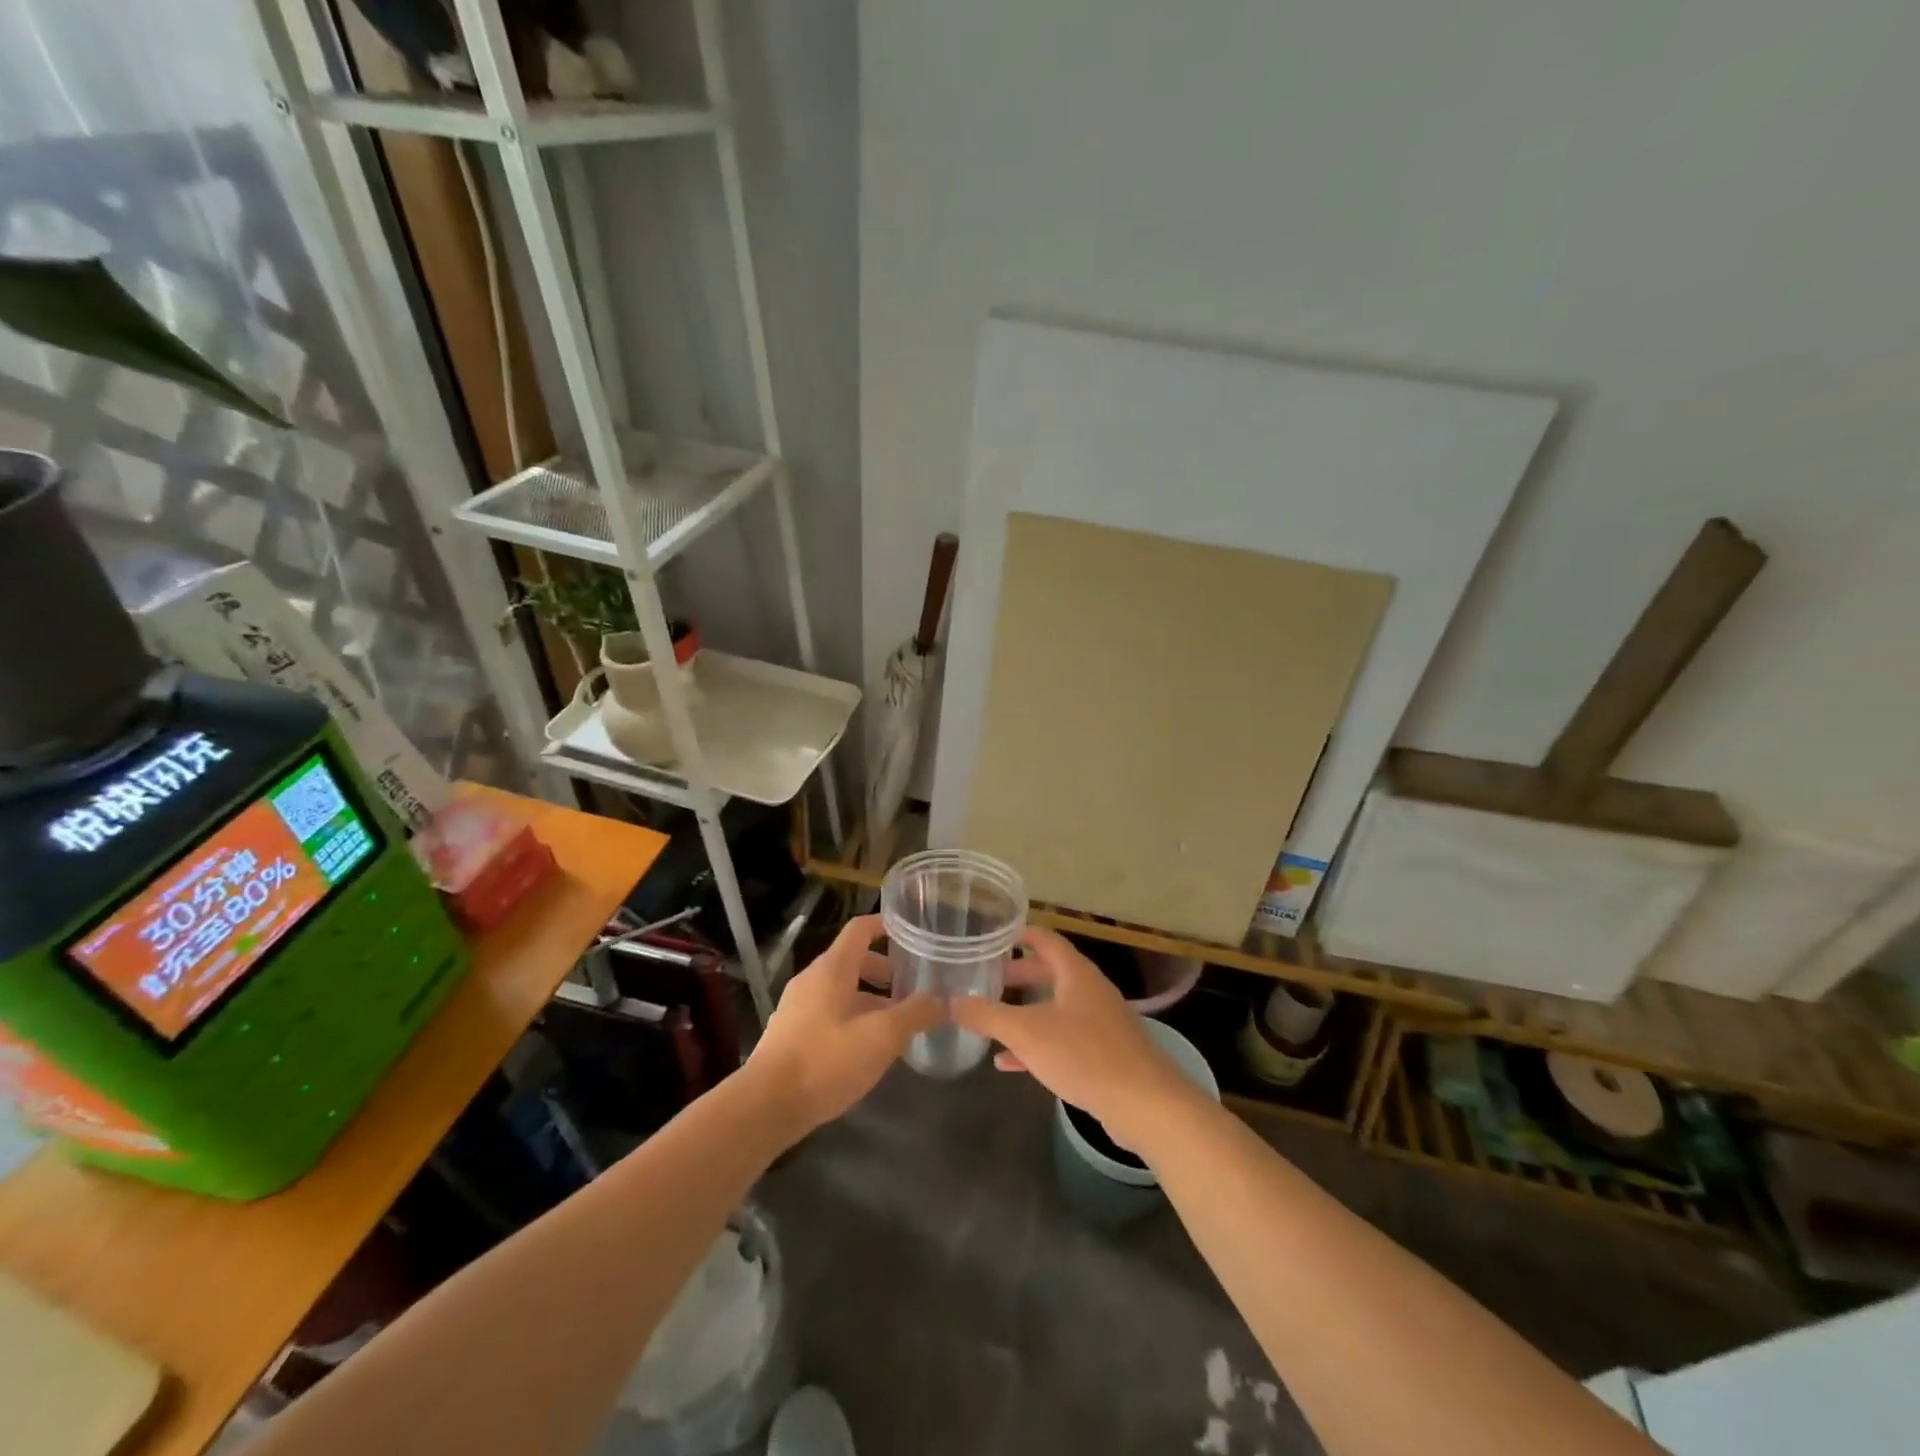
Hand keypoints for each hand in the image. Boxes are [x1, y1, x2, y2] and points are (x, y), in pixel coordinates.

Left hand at [746, 914, 938, 1137]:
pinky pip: (828, 1013)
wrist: (766, 1107)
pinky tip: (867, 1049)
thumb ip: (915, 1013)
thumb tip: (944, 999)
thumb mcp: (882, 1037)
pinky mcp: (790, 1035)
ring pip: (841, 990)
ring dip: (870, 999)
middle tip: (914, 987)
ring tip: (897, 1023)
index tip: (912, 932)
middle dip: (885, 971)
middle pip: (853, 961)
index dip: (886, 924)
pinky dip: (852, 1018)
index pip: (861, 929)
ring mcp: (797, 1007)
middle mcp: (812, 980)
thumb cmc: (826, 1060)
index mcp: (832, 968)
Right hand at [950, 927, 1205, 1152]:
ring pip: (1055, 1007)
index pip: (1046, 939)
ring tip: (993, 1018)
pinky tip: (1010, 1062)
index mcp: (1076, 974)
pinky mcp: (1104, 1054)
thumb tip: (950, 1002)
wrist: (1145, 1103)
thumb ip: (987, 1016)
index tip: (993, 936)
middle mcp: (1090, 991)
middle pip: (1050, 972)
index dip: (1020, 934)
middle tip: (988, 978)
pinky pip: (1063, 1039)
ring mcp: (1100, 1023)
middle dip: (1019, 975)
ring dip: (1026, 1010)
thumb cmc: (1084, 1055)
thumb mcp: (1026, 1033)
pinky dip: (1037, 1043)